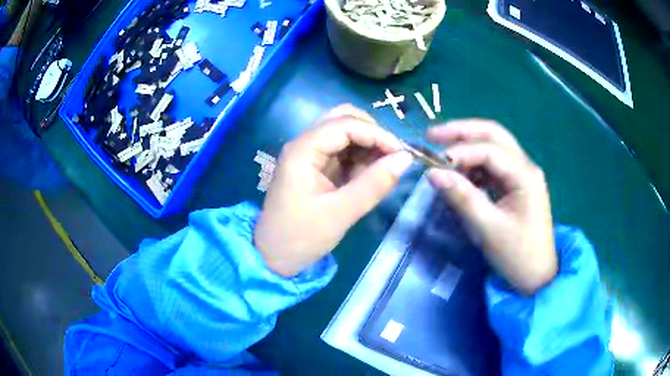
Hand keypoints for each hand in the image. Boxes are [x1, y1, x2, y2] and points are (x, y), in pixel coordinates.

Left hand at [254, 105, 412, 276]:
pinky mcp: (315, 167)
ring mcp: (309, 154)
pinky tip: (369, 177)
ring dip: (367, 146)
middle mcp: (305, 144)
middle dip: (372, 134)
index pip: (345, 124)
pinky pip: (343, 151)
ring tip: (383, 171)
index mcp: (303, 150)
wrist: (275, 258)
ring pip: (345, 133)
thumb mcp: (341, 213)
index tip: (402, 154)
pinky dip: (360, 159)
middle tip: (393, 158)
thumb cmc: (301, 237)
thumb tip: (406, 158)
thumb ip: (374, 184)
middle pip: (343, 119)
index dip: (377, 134)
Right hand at [426, 120, 556, 294]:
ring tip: (442, 154)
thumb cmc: (517, 255)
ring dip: (468, 145)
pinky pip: (494, 165)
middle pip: (493, 134)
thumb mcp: (488, 229)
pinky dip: (474, 164)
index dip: (459, 151)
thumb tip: (431, 173)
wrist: (537, 277)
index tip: (431, 162)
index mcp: (525, 175)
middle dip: (462, 131)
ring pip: (494, 146)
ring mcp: (522, 175)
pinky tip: (460, 173)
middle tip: (432, 135)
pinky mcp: (516, 185)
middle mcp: (526, 167)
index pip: (489, 149)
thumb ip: (462, 197)